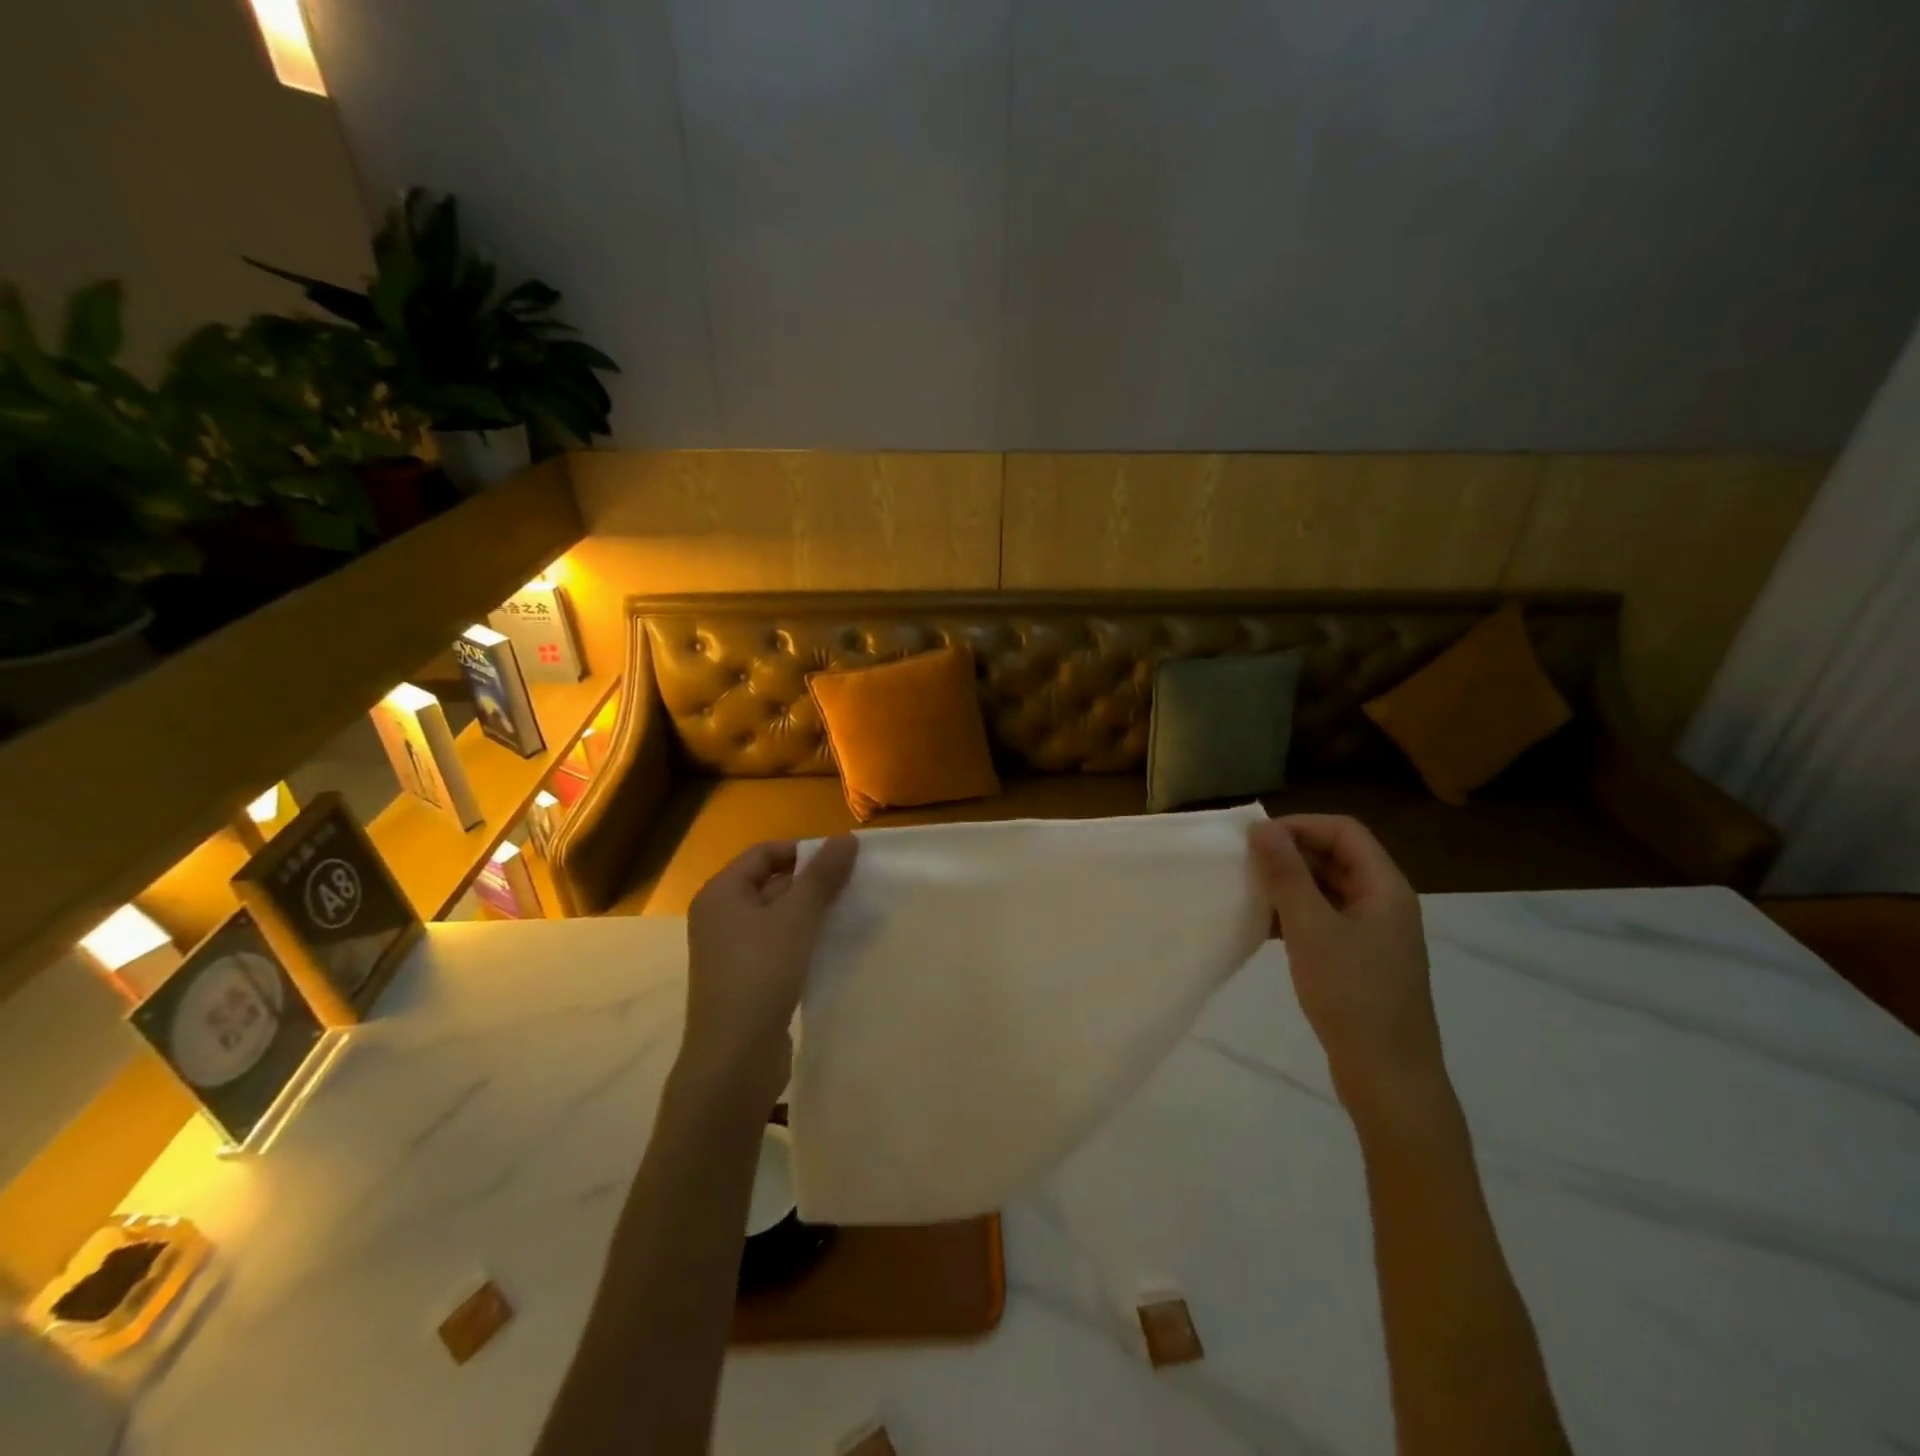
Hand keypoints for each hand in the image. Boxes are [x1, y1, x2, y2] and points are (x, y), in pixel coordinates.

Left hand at [681, 835, 857, 1104]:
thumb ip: (822, 876)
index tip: (841, 863)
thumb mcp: (797, 917)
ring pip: (777, 916)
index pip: (765, 852)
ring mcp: (731, 951)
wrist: (734, 1058)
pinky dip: (803, 940)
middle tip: (851, 886)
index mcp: (721, 893)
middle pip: (771, 882)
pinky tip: (830, 947)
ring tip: (847, 914)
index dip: (803, 851)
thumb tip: (846, 838)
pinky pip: (777, 945)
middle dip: (811, 882)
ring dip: (810, 912)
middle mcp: (720, 916)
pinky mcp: (746, 979)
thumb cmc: (761, 973)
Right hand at [1248, 815, 1449, 1123]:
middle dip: (1289, 854)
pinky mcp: (1358, 961)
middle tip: (1244, 865)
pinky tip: (1262, 928)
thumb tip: (1262, 828)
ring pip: (1326, 890)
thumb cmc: (1354, 996)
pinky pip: (1323, 920)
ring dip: (1288, 885)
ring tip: (1248, 893)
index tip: (1256, 840)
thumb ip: (1286, 875)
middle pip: (1335, 858)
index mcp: (1385, 888)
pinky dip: (1293, 916)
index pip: (1343, 831)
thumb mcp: (1311, 930)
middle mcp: (1383, 903)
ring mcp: (1372, 935)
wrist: (1389, 1080)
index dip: (1300, 826)